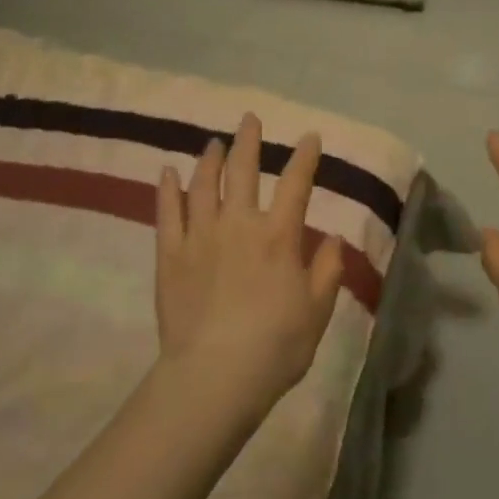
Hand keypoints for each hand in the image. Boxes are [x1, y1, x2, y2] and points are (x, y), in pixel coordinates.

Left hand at [154, 114, 344, 411]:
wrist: (213, 378)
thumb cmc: (274, 347)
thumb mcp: (317, 311)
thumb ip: (327, 270)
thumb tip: (332, 237)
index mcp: (279, 236)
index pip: (296, 184)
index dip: (305, 157)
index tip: (310, 138)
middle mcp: (239, 224)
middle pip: (243, 171)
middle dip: (249, 141)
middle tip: (249, 120)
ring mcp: (200, 237)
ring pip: (203, 185)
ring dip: (210, 159)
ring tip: (214, 143)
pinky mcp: (170, 256)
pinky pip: (167, 213)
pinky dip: (167, 189)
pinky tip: (167, 172)